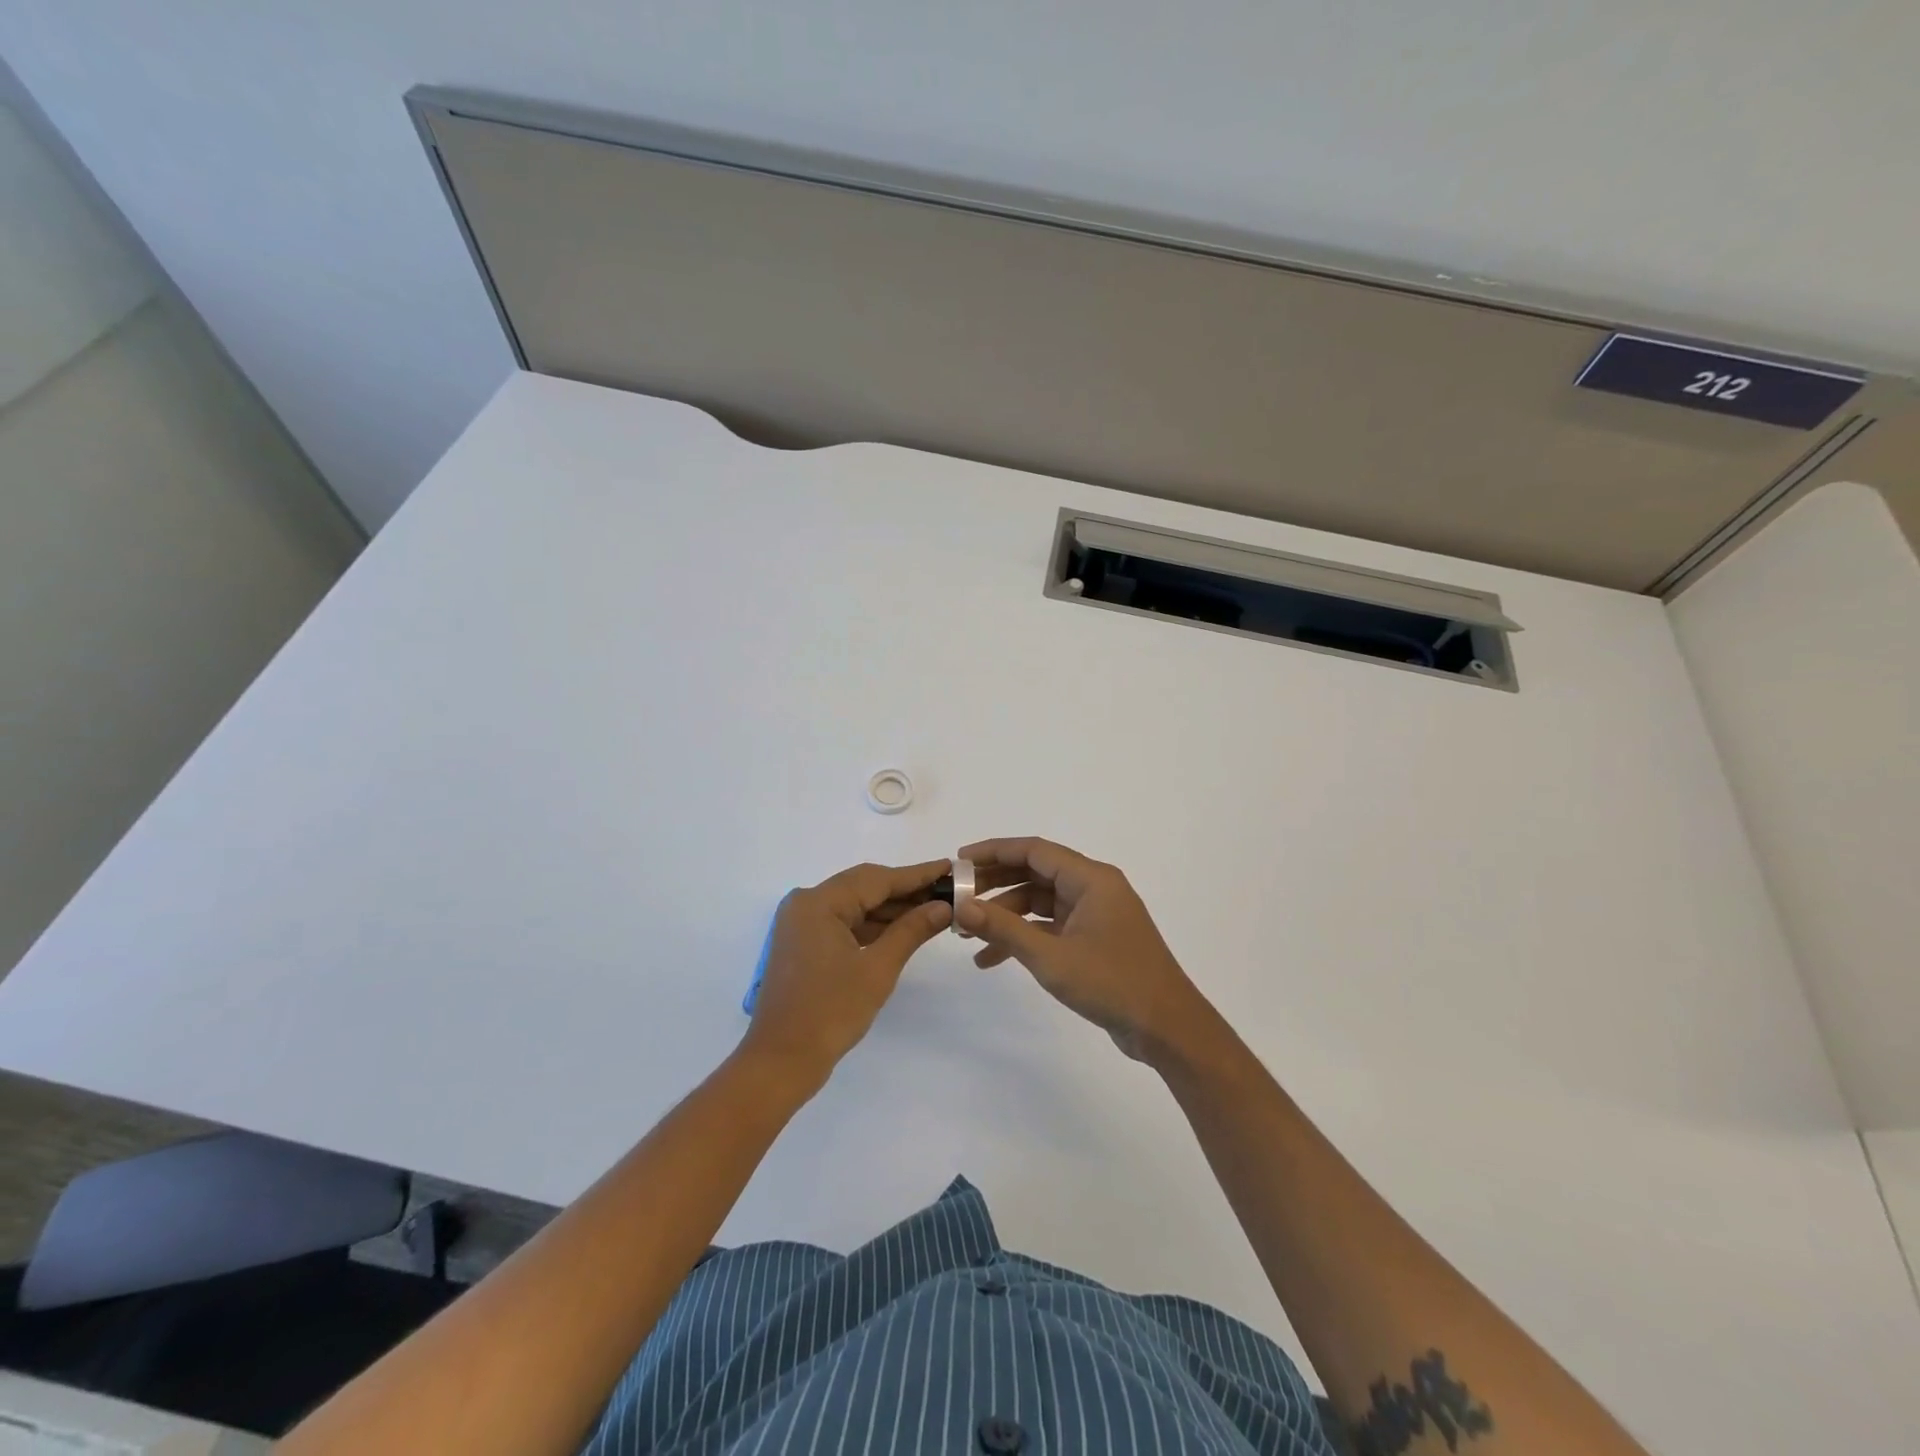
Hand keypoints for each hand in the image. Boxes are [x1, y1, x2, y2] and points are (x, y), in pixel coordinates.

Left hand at [739, 859, 952, 1086]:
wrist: (781, 1062)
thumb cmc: (831, 1012)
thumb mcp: (878, 969)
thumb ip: (911, 931)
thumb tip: (943, 907)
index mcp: (819, 902)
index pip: (877, 879)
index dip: (917, 875)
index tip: (950, 867)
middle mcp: (807, 904)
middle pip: (865, 887)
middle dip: (906, 891)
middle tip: (948, 890)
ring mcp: (803, 924)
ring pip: (855, 905)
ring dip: (891, 909)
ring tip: (934, 910)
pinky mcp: (805, 944)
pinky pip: (845, 923)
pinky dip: (873, 926)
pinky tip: (904, 929)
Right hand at [954, 838, 1209, 1063]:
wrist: (1167, 1029)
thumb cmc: (1112, 983)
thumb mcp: (1051, 957)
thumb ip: (1004, 929)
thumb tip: (962, 907)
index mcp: (1091, 879)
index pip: (1034, 850)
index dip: (995, 851)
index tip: (959, 860)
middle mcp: (1094, 888)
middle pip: (1035, 874)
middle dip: (994, 885)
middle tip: (957, 896)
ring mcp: (1095, 914)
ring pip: (1040, 902)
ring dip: (1006, 915)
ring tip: (967, 934)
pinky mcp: (1094, 939)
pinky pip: (1051, 927)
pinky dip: (1024, 937)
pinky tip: (992, 959)